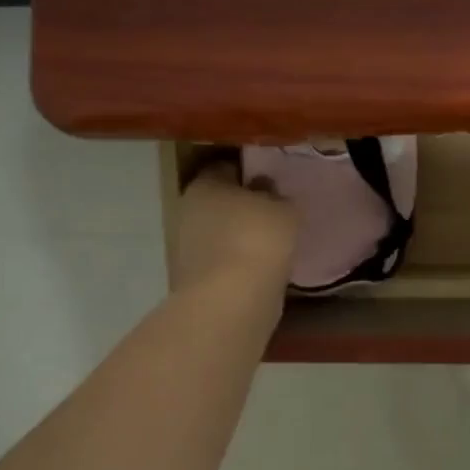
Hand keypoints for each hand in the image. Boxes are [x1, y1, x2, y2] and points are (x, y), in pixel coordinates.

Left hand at [170, 162, 297, 298]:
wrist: (232, 300)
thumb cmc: (258, 239)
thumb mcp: (284, 210)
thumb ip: (278, 198)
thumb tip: (268, 193)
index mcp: (204, 184)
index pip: (225, 168)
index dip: (248, 174)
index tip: (271, 185)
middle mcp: (186, 211)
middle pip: (218, 203)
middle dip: (241, 209)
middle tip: (272, 217)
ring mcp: (185, 249)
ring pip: (218, 236)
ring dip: (238, 240)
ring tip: (271, 249)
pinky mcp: (192, 282)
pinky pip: (221, 265)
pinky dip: (237, 267)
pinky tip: (260, 273)